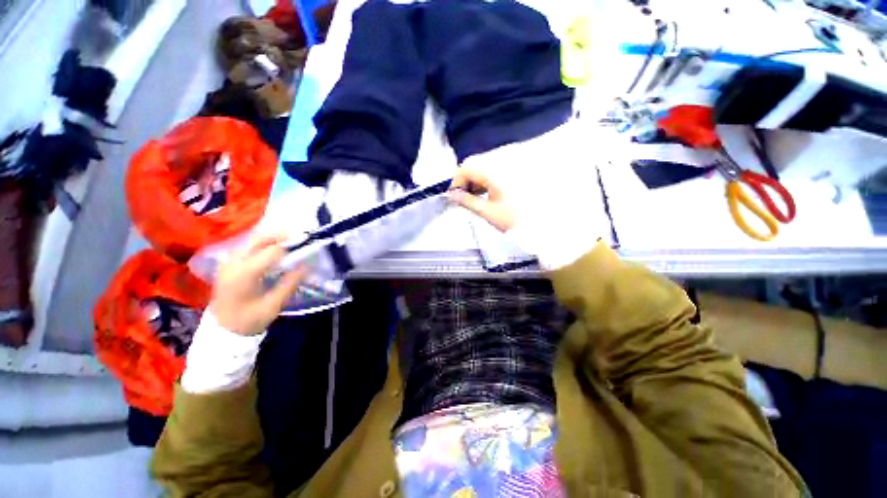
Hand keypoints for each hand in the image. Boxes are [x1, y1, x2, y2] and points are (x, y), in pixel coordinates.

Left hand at [209, 235, 305, 335]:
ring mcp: (228, 262)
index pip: (272, 251)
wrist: (222, 330)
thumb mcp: (273, 305)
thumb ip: (290, 283)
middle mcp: (233, 263)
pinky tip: (275, 251)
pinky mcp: (228, 264)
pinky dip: (263, 244)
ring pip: (252, 240)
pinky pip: (247, 247)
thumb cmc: (249, 320)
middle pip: (259, 239)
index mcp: (244, 274)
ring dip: (272, 239)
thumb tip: (307, 265)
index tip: (306, 248)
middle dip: (280, 236)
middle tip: (299, 238)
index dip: (291, 248)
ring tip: (290, 243)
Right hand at [448, 168, 514, 231]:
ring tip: (473, 197)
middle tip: (462, 197)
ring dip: (473, 180)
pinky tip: (484, 192)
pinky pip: (492, 170)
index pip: (466, 168)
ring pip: (482, 167)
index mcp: (493, 172)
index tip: (454, 196)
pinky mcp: (512, 171)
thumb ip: (466, 201)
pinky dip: (484, 180)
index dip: (455, 181)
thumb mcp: (487, 211)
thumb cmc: (512, 218)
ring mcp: (507, 166)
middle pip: (473, 165)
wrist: (539, 222)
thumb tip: (451, 195)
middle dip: (464, 180)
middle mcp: (500, 163)